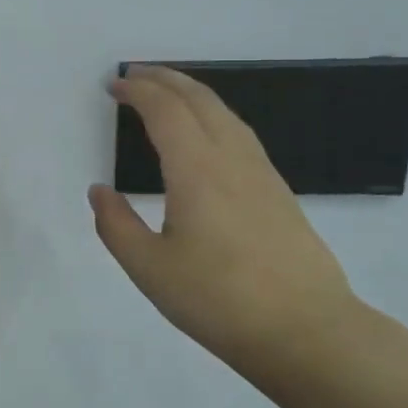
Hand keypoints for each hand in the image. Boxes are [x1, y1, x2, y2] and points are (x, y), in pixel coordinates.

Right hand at [89, 65, 364, 371]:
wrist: (307, 332)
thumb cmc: (219, 300)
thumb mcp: (150, 269)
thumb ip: (116, 225)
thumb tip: (99, 191)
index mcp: (197, 171)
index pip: (165, 110)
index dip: (137, 91)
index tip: (112, 86)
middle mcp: (232, 159)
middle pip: (199, 99)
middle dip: (164, 79)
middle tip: (134, 74)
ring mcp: (261, 173)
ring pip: (225, 112)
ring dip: (191, 92)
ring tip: (167, 93)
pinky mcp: (278, 192)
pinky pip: (240, 133)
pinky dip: (213, 114)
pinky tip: (207, 133)